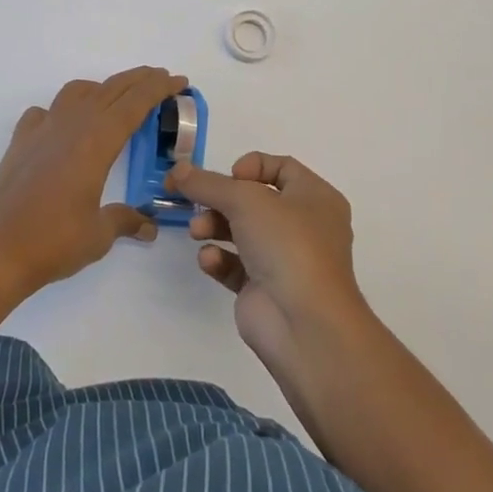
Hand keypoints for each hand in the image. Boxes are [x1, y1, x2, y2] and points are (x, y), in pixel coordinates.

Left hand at [0, 67, 186, 298]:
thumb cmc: (54, 241)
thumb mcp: (99, 234)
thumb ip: (125, 221)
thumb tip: (148, 226)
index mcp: (97, 141)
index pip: (134, 103)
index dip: (158, 88)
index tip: (178, 81)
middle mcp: (71, 125)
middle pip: (110, 89)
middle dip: (139, 80)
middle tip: (161, 78)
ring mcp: (42, 129)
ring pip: (76, 91)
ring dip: (102, 88)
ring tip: (116, 99)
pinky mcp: (21, 141)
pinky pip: (45, 112)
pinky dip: (62, 110)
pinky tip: (64, 126)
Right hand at [168, 153, 369, 373]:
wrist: (305, 325)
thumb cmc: (287, 245)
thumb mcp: (245, 200)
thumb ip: (207, 183)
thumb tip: (177, 169)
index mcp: (315, 197)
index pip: (281, 167)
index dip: (252, 166)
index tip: (229, 177)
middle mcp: (303, 226)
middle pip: (254, 200)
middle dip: (221, 200)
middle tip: (196, 202)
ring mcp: (284, 259)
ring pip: (241, 231)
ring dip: (214, 226)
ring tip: (198, 232)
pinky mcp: (264, 289)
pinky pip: (235, 265)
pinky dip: (219, 259)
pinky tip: (210, 261)